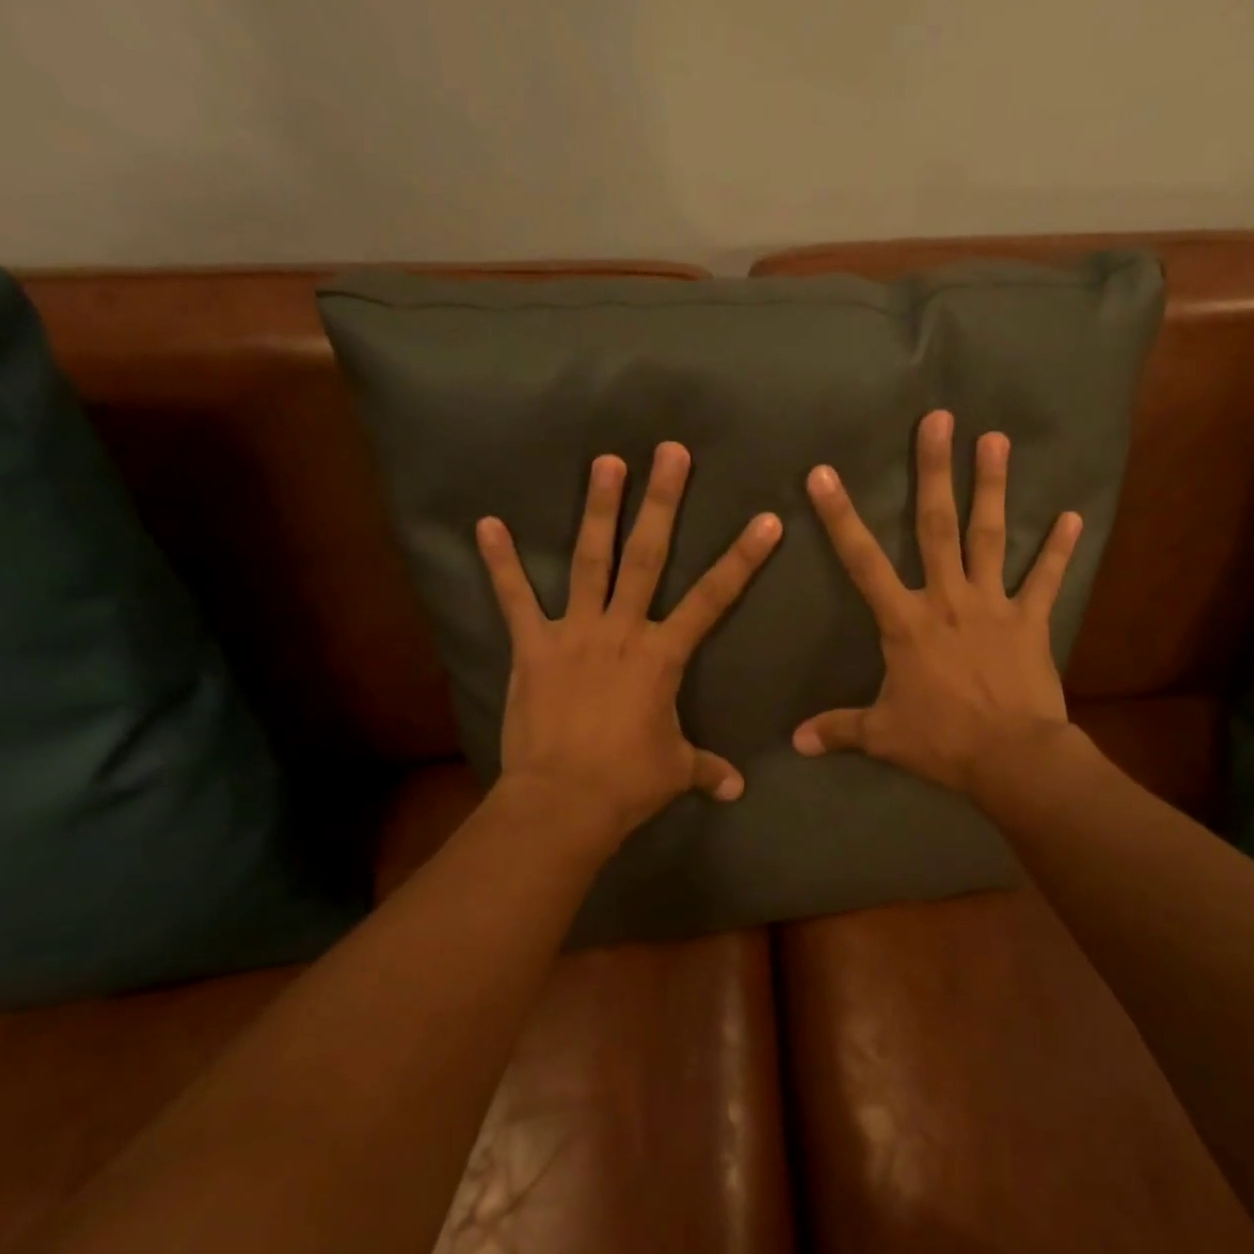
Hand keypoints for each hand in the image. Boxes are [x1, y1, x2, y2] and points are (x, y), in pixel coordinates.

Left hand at [476, 442, 781, 840]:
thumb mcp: (676, 772)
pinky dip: (500, 562)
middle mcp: (622, 629)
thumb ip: (707, 770)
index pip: (714, 598)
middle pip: (648, 556)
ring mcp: (575, 633)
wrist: (564, 801)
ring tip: (605, 462)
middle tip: (670, 452)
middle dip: (662, 502)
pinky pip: (515, 599)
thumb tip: (738, 790)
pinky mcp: (533, 647)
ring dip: (598, 510)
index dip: (743, 558)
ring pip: (590, 560)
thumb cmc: (628, 782)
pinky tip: (487, 523)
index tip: (766, 520)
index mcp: (663, 655)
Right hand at [792, 410, 1083, 797]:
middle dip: (935, 472)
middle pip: (937, 526)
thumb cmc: (942, 741)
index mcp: (905, 622)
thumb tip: (793, 744)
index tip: (824, 473)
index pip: (862, 562)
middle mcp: (948, 599)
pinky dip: (1059, 549)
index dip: (840, 517)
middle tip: (939, 419)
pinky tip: (1072, 515)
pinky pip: (1045, 579)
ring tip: (996, 440)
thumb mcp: (883, 736)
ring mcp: (993, 605)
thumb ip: (838, 730)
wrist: (1012, 758)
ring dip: (993, 488)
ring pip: (990, 537)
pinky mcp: (1031, 621)